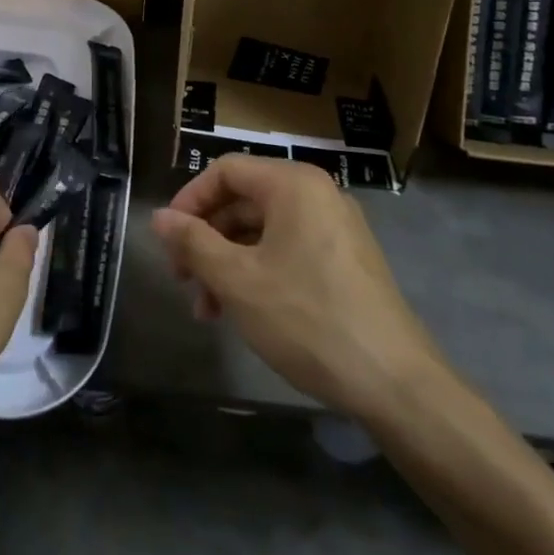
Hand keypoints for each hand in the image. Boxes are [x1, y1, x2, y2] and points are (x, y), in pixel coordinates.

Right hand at [151, 155, 437, 414]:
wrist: (395, 383)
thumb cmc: (307, 319)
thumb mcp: (237, 280)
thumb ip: (193, 242)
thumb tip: (158, 217)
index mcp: (293, 185)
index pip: (225, 171)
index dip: (189, 200)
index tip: (168, 240)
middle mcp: (318, 195)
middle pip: (243, 201)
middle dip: (206, 240)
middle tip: (182, 279)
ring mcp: (336, 229)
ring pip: (263, 231)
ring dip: (227, 263)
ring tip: (207, 310)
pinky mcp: (346, 261)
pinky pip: (288, 251)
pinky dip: (258, 273)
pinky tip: (242, 311)